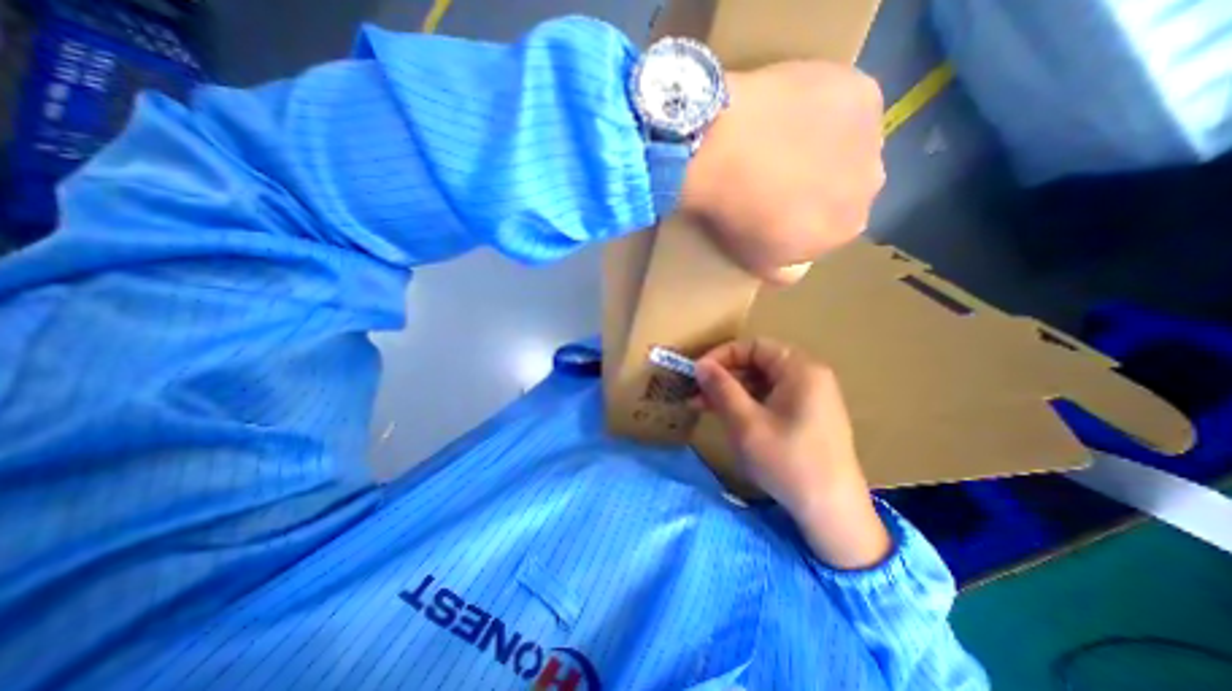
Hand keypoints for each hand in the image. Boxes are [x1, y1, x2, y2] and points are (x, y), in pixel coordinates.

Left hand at [679, 60, 880, 282]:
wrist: (723, 151)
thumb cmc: (736, 214)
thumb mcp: (756, 262)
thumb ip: (785, 271)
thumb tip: (798, 267)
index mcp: (846, 230)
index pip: (831, 228)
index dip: (804, 219)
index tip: (775, 209)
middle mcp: (871, 185)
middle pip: (845, 186)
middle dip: (819, 184)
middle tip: (777, 175)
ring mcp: (872, 135)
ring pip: (850, 146)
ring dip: (826, 147)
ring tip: (781, 141)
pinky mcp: (861, 91)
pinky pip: (846, 106)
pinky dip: (825, 109)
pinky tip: (791, 112)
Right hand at [697, 337, 890, 569]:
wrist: (832, 513)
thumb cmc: (788, 462)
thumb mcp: (746, 422)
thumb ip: (721, 388)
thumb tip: (700, 364)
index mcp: (800, 369)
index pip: (754, 346)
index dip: (722, 355)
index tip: (698, 373)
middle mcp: (809, 376)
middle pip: (758, 363)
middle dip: (725, 376)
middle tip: (697, 393)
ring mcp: (811, 397)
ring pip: (763, 382)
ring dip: (732, 391)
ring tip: (704, 406)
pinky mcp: (808, 416)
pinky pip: (772, 398)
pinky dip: (748, 404)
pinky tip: (728, 417)